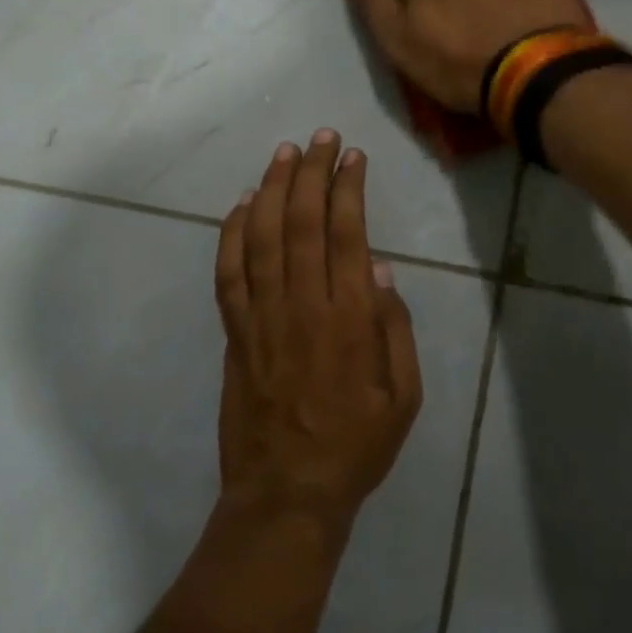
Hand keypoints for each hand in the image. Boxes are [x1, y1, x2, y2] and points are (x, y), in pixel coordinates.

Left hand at [213, 130, 421, 530]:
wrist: (287, 494)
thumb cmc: (356, 446)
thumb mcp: (403, 398)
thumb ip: (396, 331)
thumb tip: (382, 271)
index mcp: (349, 319)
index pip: (347, 234)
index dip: (348, 188)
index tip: (352, 157)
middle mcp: (303, 306)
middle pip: (302, 222)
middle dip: (311, 172)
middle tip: (321, 138)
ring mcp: (262, 318)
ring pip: (260, 238)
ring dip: (270, 189)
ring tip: (283, 154)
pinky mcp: (234, 333)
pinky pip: (228, 274)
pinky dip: (230, 235)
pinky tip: (239, 205)